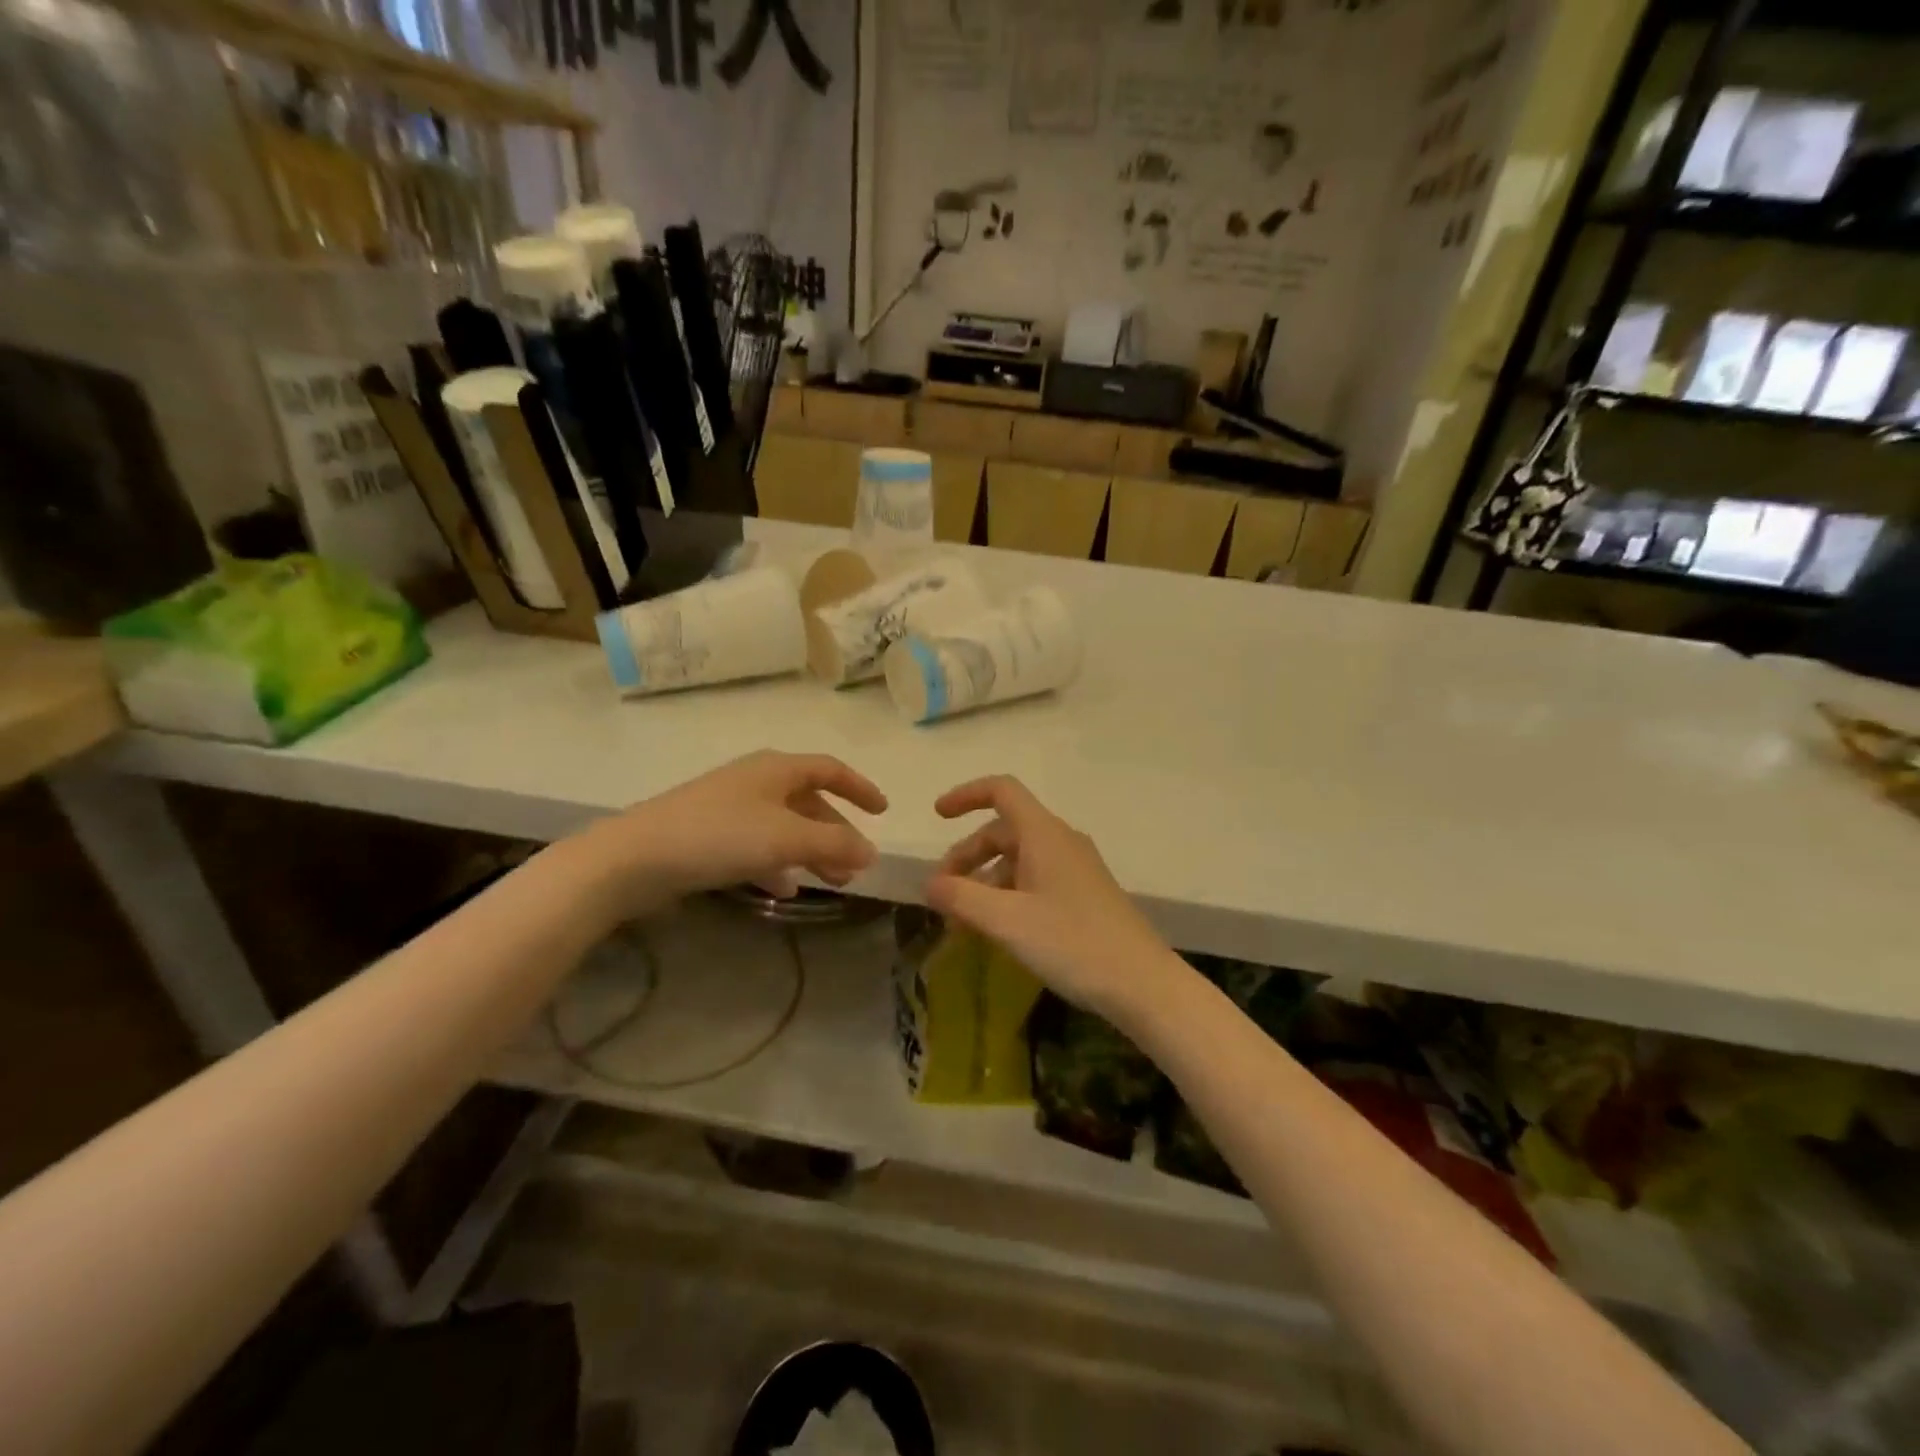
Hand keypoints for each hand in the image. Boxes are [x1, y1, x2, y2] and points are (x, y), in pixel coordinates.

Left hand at [581, 751, 888, 917]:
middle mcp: (756, 781)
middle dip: (836, 832)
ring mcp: (730, 808)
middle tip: (856, 865)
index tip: (883, 812)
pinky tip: (785, 889)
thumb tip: (872, 851)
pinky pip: (758, 846)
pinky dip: (778, 864)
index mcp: (777, 769)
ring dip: (811, 852)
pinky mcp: (709, 835)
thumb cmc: (719, 835)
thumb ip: (834, 844)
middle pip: (809, 802)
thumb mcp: (786, 838)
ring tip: (831, 882)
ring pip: (785, 827)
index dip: (860, 788)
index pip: (831, 769)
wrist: (634, 858)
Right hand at [925, 775, 1187, 1025]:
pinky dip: (1007, 897)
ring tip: (963, 925)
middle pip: (1003, 831)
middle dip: (967, 857)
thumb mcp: (1006, 921)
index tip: (937, 816)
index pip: (1002, 791)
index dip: (966, 795)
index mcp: (1044, 834)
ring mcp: (1076, 869)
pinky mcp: (1084, 895)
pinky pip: (1035, 881)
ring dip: (985, 883)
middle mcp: (1061, 842)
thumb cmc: (1072, 943)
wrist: (1142, 984)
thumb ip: (961, 898)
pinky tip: (997, 931)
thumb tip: (929, 884)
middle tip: (942, 895)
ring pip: (1018, 860)